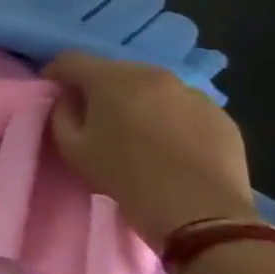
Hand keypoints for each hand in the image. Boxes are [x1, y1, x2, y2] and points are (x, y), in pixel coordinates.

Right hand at [44, 51, 253, 249]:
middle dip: (99, 88)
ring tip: (136, 132)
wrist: (200, 214)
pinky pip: (182, 107)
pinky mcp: (220, 115)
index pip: (71, 59)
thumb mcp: (72, 148)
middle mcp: (154, 74)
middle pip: (113, 70)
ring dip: (137, 101)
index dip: (56, 73)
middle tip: (94, 116)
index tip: (54, 93)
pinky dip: (169, 117)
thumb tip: (69, 99)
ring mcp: (192, 93)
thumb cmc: (125, 177)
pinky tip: (169, 146)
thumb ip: (61, 113)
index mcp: (113, 78)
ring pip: (151, 87)